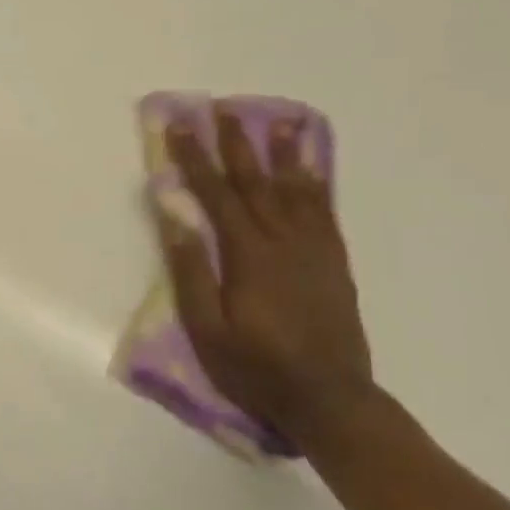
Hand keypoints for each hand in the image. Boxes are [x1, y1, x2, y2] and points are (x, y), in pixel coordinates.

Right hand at [160, 110, 375, 447]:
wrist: (330, 400)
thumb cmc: (255, 367)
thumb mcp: (206, 327)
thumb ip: (190, 269)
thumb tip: (174, 214)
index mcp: (247, 255)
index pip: (214, 194)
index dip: (194, 157)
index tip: (179, 125)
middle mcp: (283, 242)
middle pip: (255, 182)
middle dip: (235, 143)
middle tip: (223, 109)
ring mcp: (314, 251)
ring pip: (296, 190)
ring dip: (284, 153)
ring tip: (279, 121)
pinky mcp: (334, 264)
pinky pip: (325, 213)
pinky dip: (318, 184)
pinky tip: (313, 170)